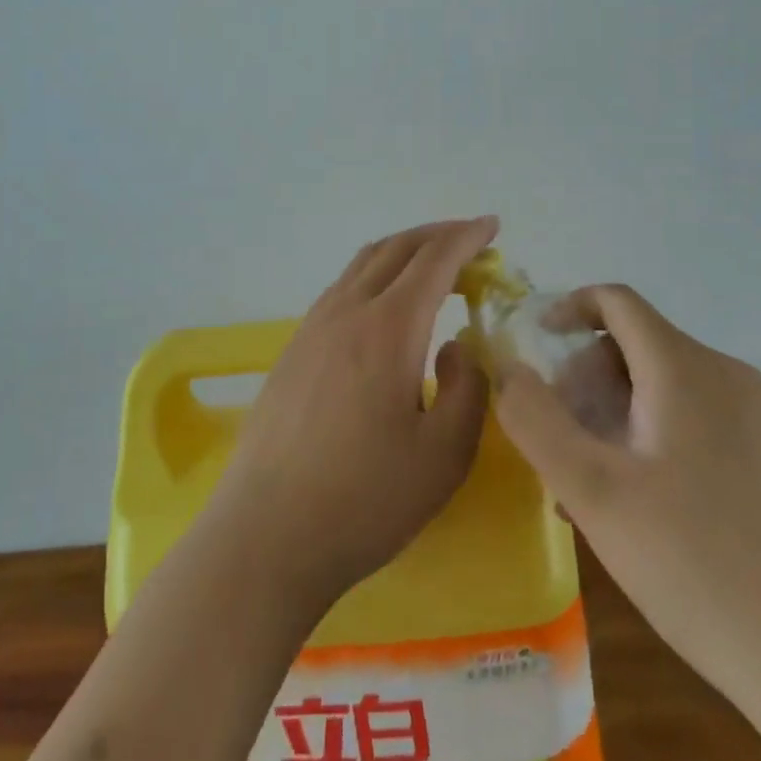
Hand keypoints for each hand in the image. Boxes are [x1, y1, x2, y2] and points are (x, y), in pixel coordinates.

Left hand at [206, 216, 497, 612]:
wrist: (267, 533)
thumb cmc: (364, 500)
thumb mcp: (444, 455)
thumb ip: (467, 389)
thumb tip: (456, 345)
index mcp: (388, 327)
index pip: (434, 259)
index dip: (467, 237)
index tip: (493, 226)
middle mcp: (347, 310)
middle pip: (396, 248)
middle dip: (437, 234)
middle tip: (470, 240)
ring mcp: (313, 326)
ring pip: (363, 263)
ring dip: (403, 251)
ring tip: (433, 265)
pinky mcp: (294, 348)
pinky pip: (342, 288)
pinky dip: (375, 274)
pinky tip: (386, 305)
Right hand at [495, 285, 760, 712]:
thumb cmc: (698, 566)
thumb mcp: (594, 492)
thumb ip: (535, 419)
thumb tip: (506, 366)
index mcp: (684, 367)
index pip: (616, 301)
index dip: (567, 309)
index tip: (534, 347)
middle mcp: (724, 375)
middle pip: (633, 347)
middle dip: (583, 383)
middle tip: (559, 449)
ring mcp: (754, 418)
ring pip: (659, 388)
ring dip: (611, 418)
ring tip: (590, 491)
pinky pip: (690, 420)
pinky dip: (648, 439)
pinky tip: (636, 508)